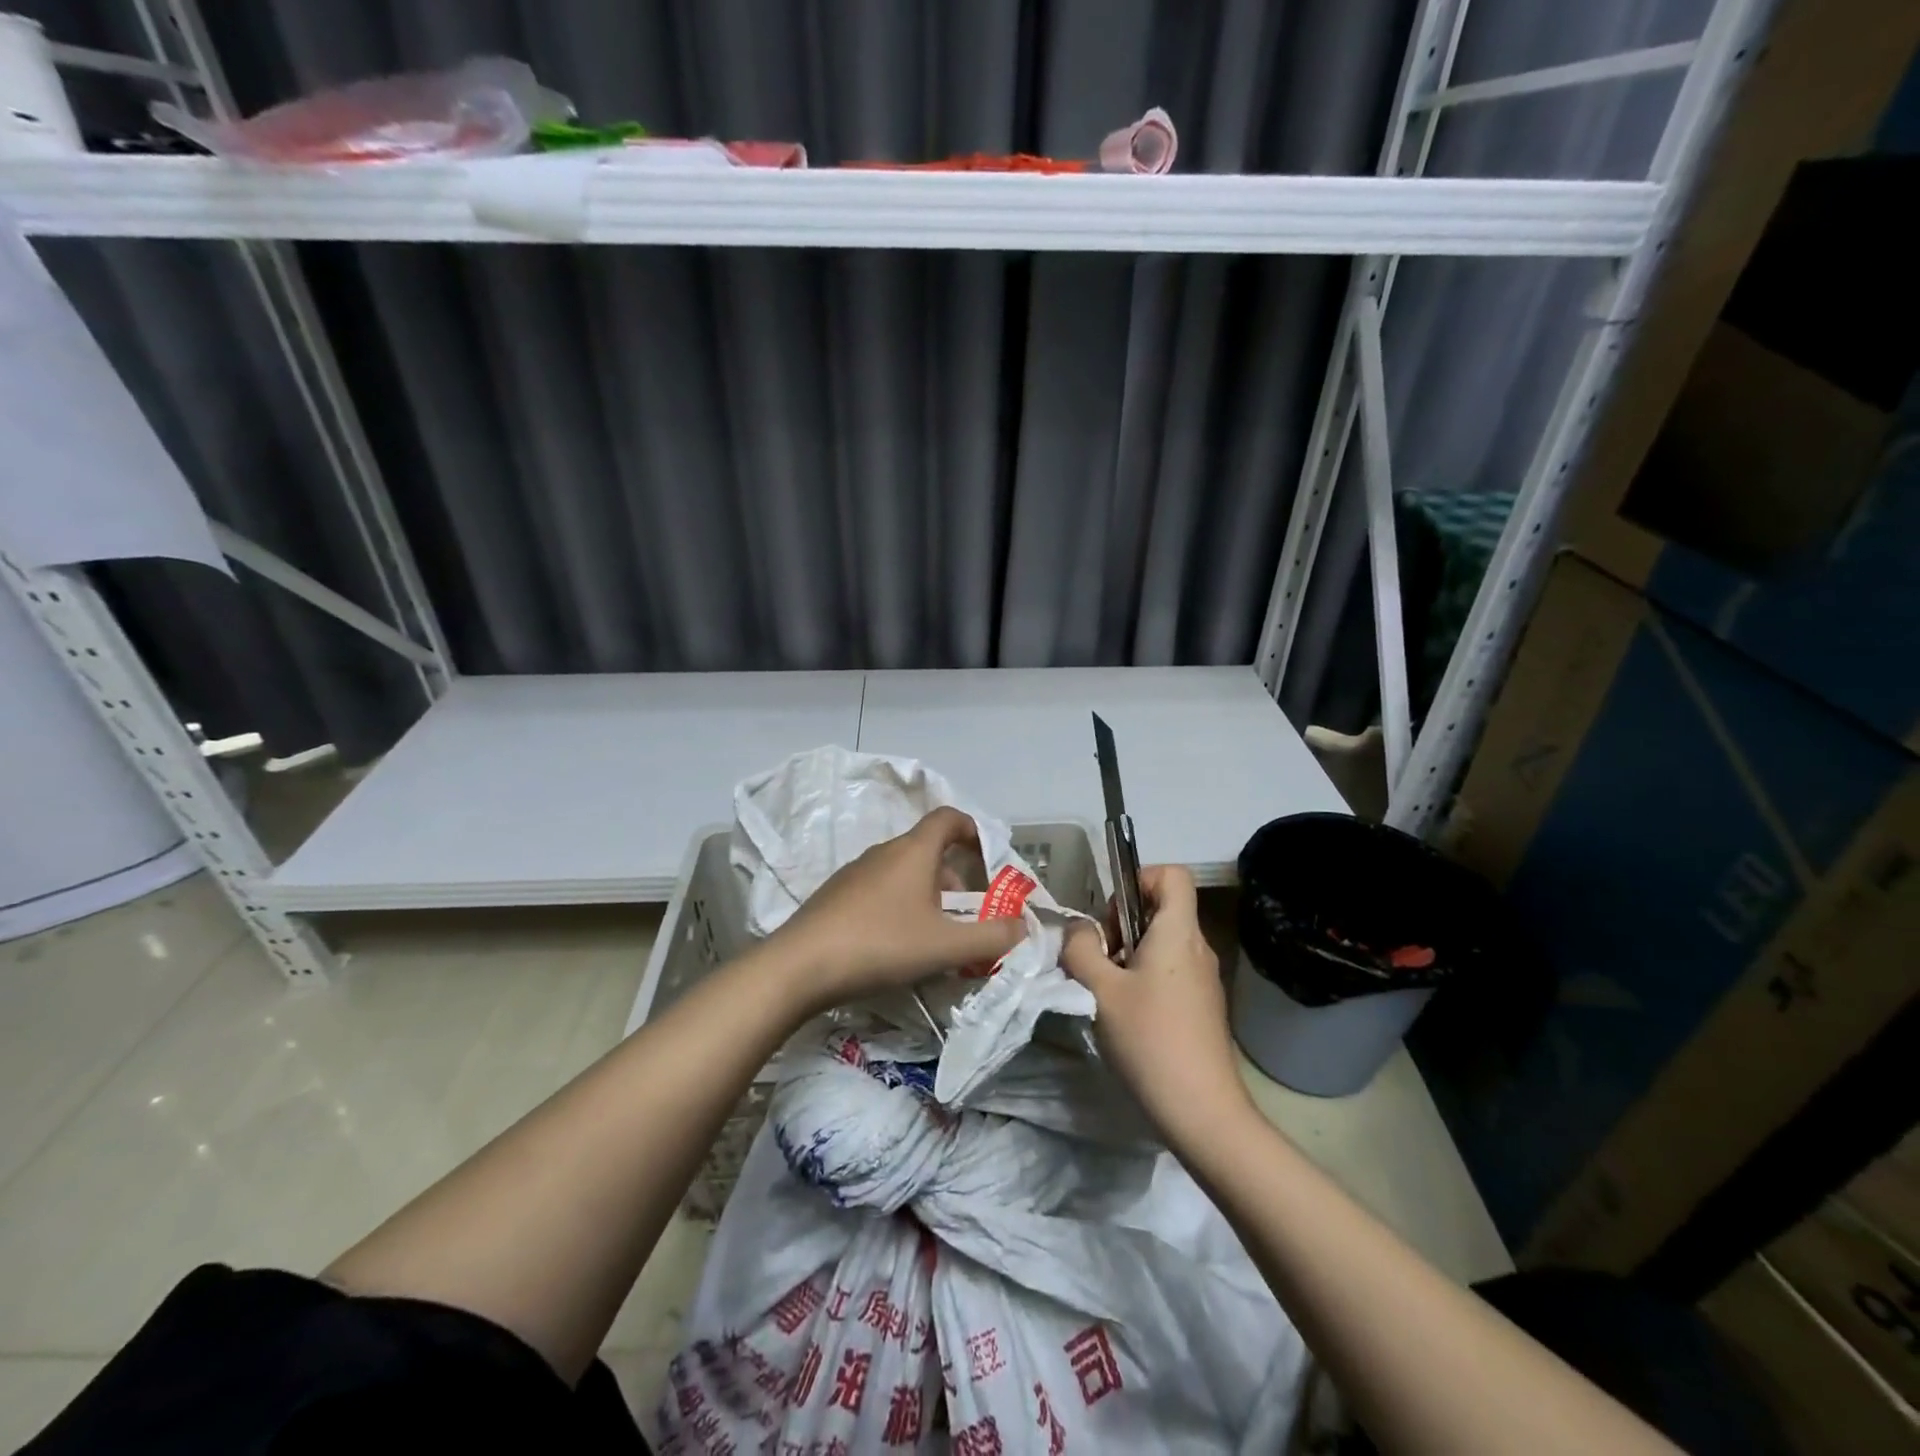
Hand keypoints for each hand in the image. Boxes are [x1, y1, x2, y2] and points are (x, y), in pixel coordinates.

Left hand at [772, 807, 1027, 1008]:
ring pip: (904, 873)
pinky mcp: (836, 895)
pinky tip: (896, 945)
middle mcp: (884, 852)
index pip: (948, 818)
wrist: (800, 965)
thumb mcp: (945, 946)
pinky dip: (900, 906)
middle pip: (929, 851)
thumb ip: (992, 937)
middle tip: (967, 918)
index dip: (973, 829)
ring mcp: (855, 872)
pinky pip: (880, 889)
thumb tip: (1024, 927)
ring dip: (928, 896)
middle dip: (955, 879)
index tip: (989, 854)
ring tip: (934, 938)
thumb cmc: (881, 944)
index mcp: (913, 851)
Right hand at [1063, 866, 1253, 1140]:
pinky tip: (1126, 1014)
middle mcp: (1197, 948)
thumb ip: (1081, 949)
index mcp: (1178, 933)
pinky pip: (1170, 971)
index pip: (1173, 874)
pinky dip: (1144, 977)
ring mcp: (1204, 979)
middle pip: (1162, 909)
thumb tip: (1078, 929)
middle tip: (1098, 957)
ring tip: (1105, 988)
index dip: (1140, 879)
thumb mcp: (1100, 990)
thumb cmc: (1150, 1040)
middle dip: (1122, 922)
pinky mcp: (1202, 1006)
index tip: (1112, 915)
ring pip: (1162, 943)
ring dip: (1129, 953)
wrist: (1203, 1112)